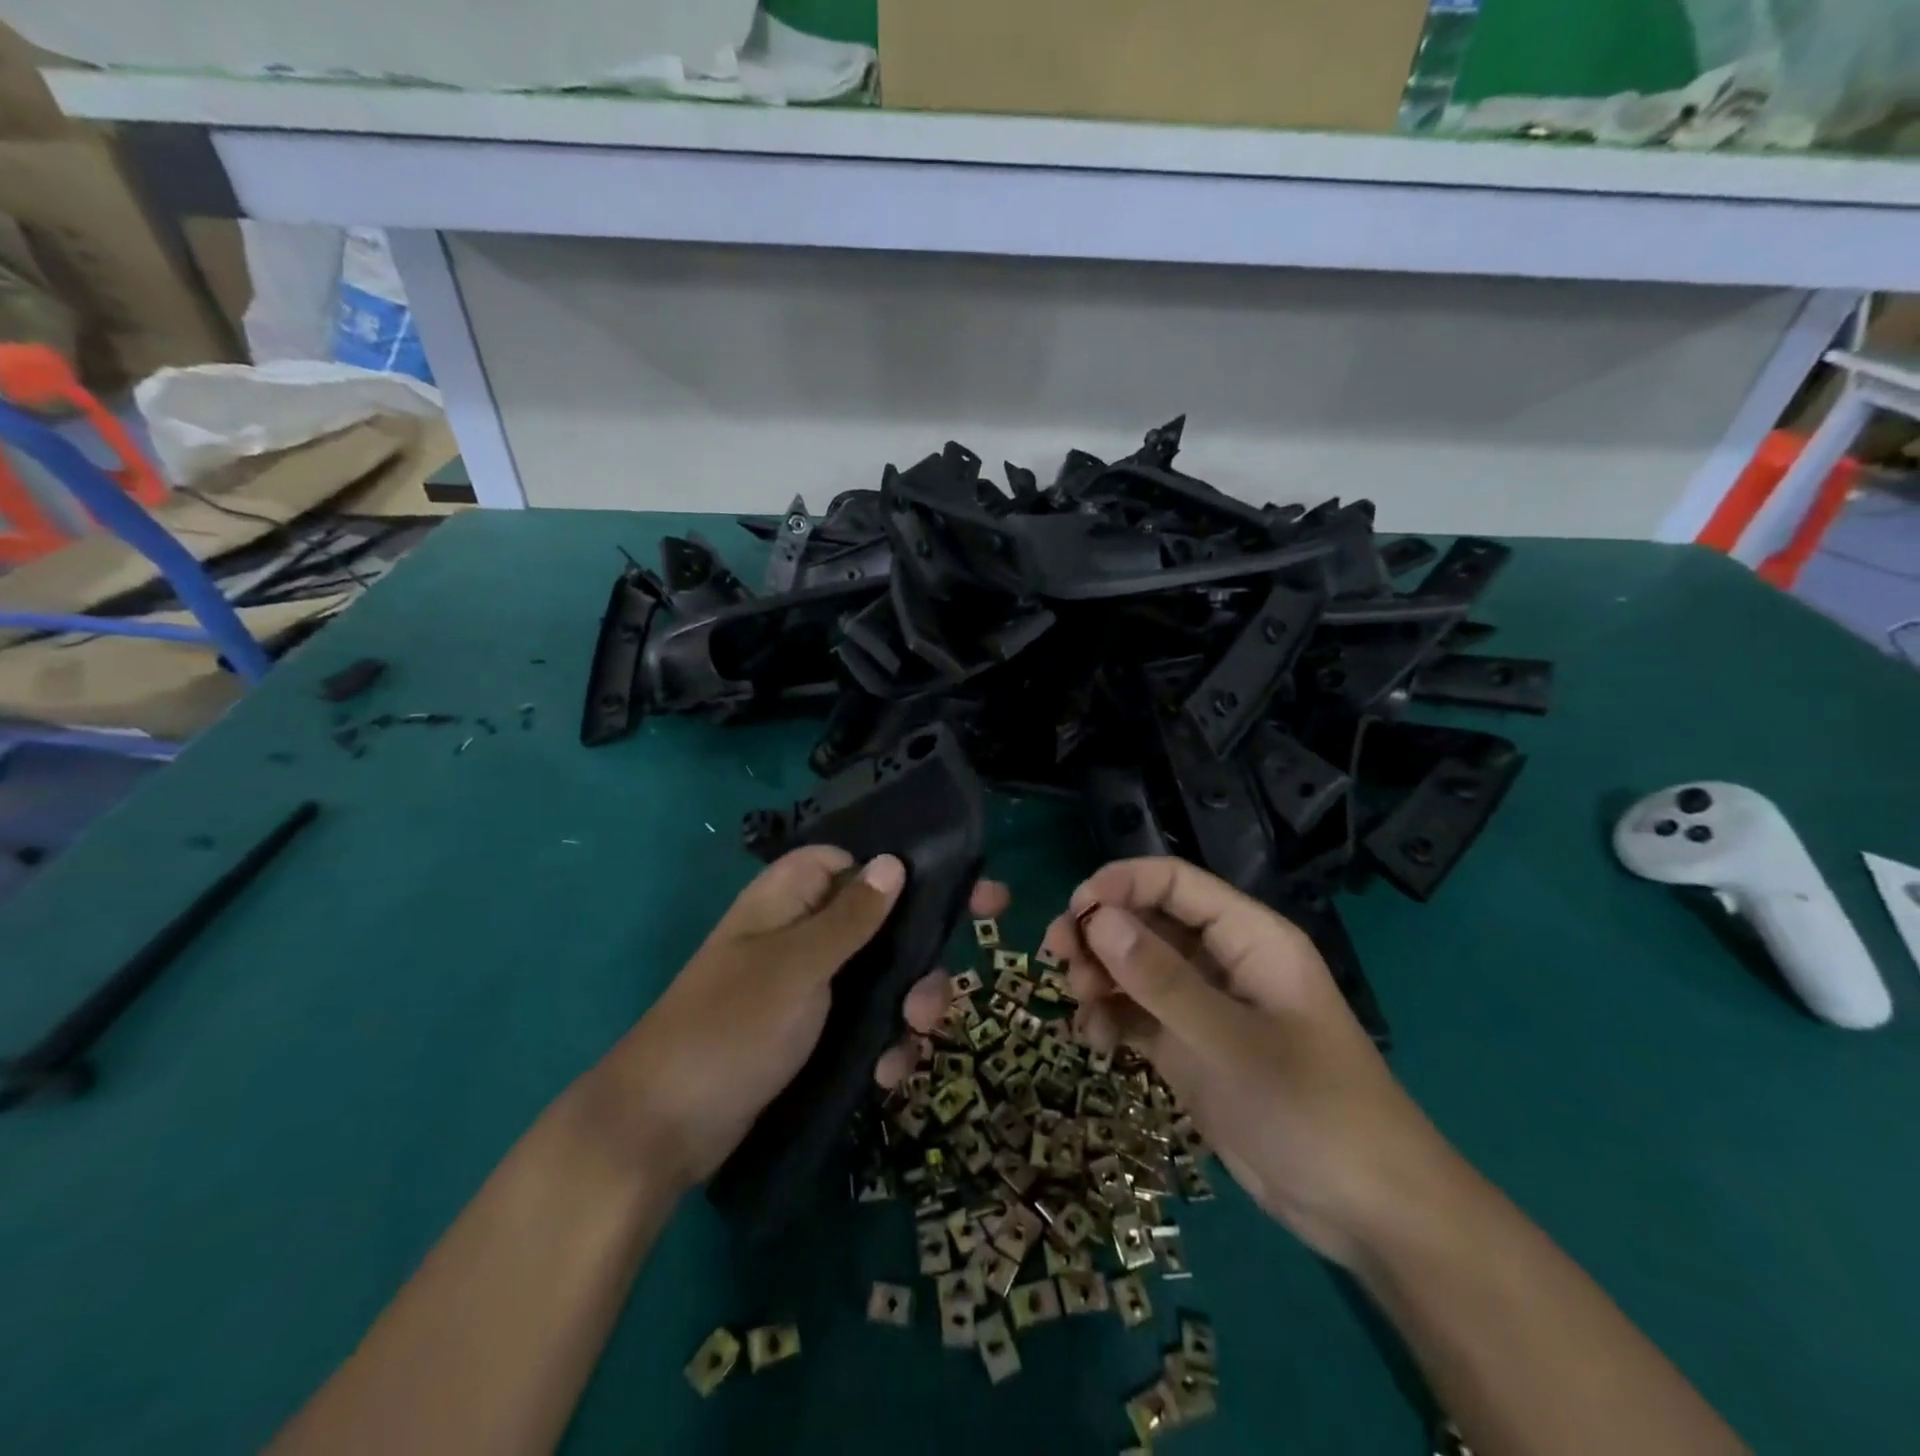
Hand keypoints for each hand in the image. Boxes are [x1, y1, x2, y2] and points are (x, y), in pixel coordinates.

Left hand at [589, 846, 1005, 1192]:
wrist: (662, 1131)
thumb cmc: (730, 1027)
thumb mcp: (797, 966)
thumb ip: (850, 916)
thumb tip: (892, 861)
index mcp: (788, 900)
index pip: (850, 860)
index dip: (899, 868)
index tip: (957, 887)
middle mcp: (801, 935)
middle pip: (879, 921)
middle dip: (919, 953)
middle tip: (947, 985)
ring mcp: (807, 988)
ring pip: (880, 976)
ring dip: (907, 1004)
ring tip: (915, 1036)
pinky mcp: (811, 1035)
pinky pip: (864, 1023)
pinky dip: (883, 1043)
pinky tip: (890, 1073)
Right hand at [1043, 857, 1456, 1268]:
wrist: (1367, 1212)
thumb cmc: (1310, 1110)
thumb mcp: (1230, 1042)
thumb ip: (1161, 980)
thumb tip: (1098, 919)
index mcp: (1249, 937)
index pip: (1175, 882)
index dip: (1121, 883)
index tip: (1074, 909)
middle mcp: (1223, 961)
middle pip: (1148, 921)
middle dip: (1100, 933)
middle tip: (1057, 956)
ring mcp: (1206, 1006)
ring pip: (1137, 968)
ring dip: (1101, 976)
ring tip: (1078, 1003)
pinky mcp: (1192, 1047)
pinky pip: (1140, 1013)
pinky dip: (1113, 1018)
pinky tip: (1094, 1041)